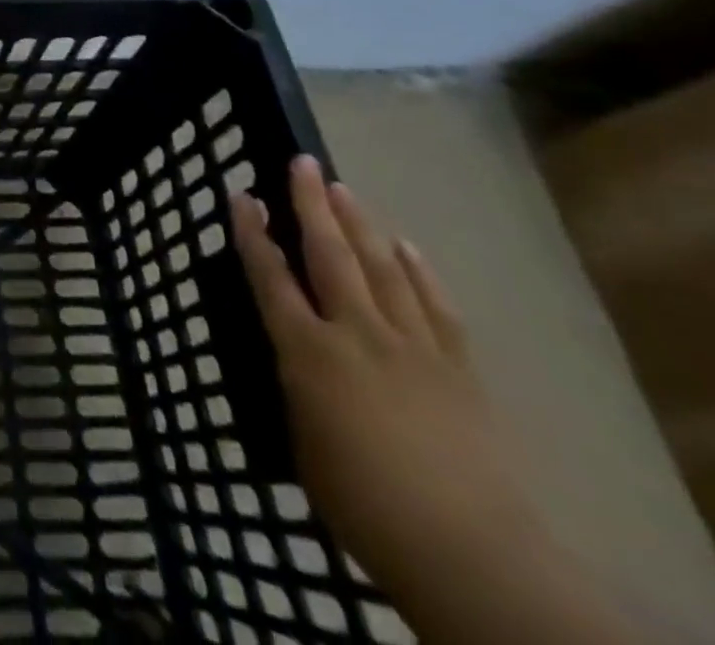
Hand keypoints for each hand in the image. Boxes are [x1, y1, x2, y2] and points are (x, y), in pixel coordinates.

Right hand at [229, 156, 539, 606]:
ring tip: (343, 188)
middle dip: (312, 205)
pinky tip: (405, 245)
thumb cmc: (363, 503)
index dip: (252, 234)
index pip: (269, 277)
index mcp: (308, 351)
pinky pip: (435, 305)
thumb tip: (298, 361)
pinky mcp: (458, 368)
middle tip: (302, 162)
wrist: (471, 552)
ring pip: (381, 268)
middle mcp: (356, 332)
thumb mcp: (303, 441)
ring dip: (359, 224)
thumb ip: (298, 388)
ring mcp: (412, 345)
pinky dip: (418, 270)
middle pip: (329, 254)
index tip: (242, 196)